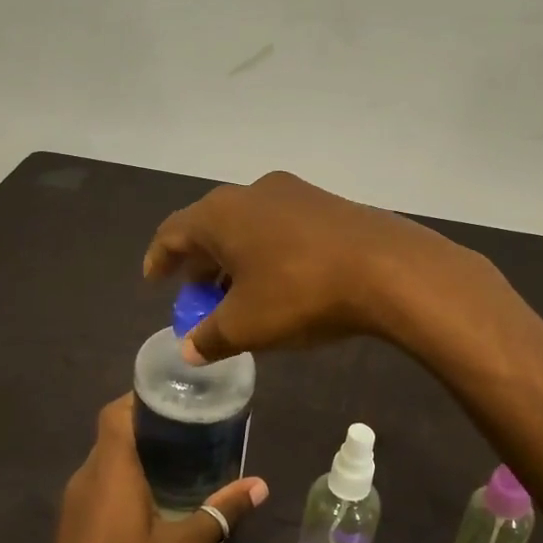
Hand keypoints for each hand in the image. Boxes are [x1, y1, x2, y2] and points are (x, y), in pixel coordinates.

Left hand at [26, 395, 267, 542]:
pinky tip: (158, 498)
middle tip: (196, 426)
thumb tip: (259, 484)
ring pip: (108, 460)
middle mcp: (86, 478)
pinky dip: (128, 478)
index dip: (144, 397)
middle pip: (114, 433)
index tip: (180, 396)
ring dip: (140, 453)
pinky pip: (102, 484)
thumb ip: (219, 514)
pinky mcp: (74, 526)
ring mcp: (75, 503)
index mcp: (109, 472)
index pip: (117, 413)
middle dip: (152, 425)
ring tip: (185, 457)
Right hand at [142, 170, 483, 363]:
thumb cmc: (300, 293)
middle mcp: (252, 192)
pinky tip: (279, 281)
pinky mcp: (328, 204)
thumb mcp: (246, 326)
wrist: (387, 269)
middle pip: (211, 227)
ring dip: (235, 259)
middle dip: (200, 263)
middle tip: (197, 295)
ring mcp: (294, 193)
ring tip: (237, 293)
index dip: (160, 258)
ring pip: (248, 226)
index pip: (173, 232)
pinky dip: (266, 253)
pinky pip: (280, 227)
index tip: (155, 280)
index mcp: (220, 214)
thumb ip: (209, 338)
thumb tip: (188, 350)